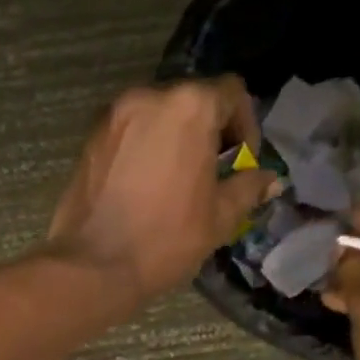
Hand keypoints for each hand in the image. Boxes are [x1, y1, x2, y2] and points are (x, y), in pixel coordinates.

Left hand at [46, 78, 278, 306]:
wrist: (92, 265)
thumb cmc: (165, 239)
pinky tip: (145, 186)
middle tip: (211, 174)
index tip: (240, 163)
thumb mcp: (219, 217)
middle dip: (208, 132)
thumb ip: (248, 188)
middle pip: (191, 100)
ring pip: (157, 116)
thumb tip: (269, 179)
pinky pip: (128, 133)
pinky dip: (143, 148)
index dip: (245, 126)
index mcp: (189, 106)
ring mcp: (113, 116)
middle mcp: (148, 97)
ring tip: (176, 182)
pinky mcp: (89, 139)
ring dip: (174, 139)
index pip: (232, 93)